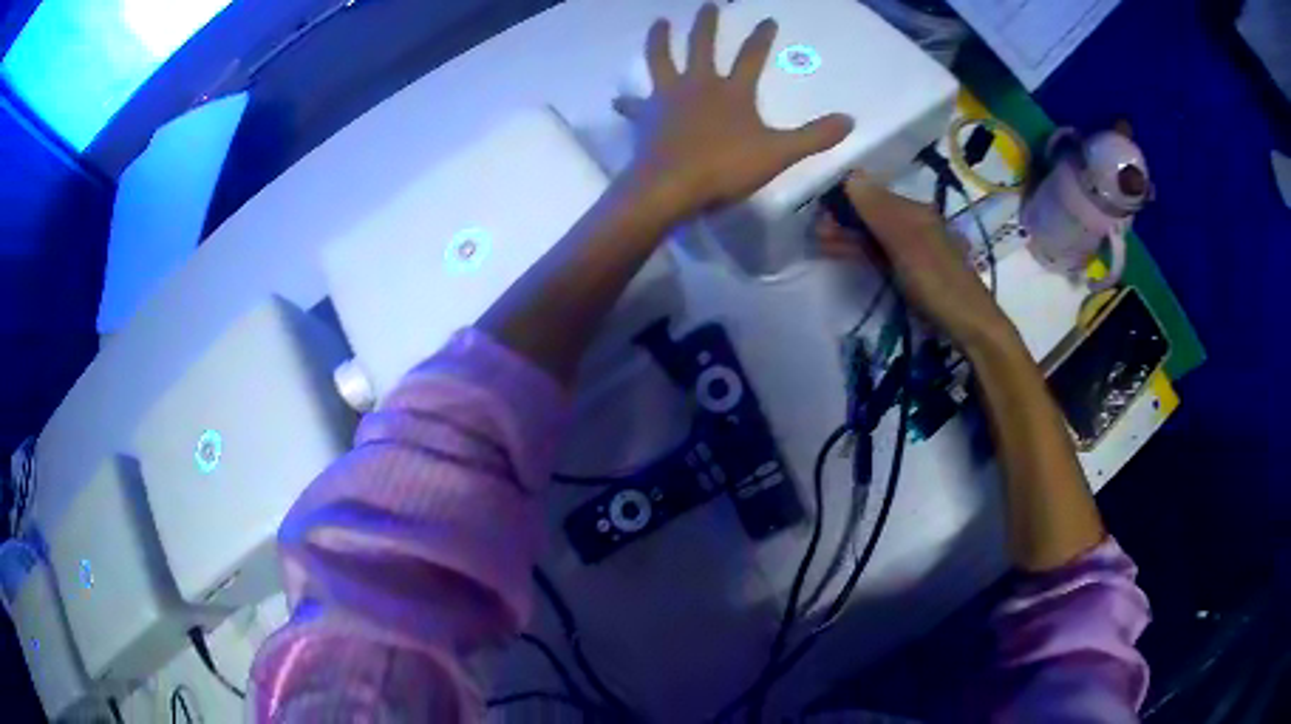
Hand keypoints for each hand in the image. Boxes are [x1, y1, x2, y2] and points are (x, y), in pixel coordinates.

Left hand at [614, 4, 853, 220]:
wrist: (671, 186)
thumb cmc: (726, 167)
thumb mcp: (778, 153)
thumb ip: (814, 137)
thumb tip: (849, 120)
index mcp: (732, 91)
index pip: (751, 56)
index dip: (761, 37)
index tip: (767, 19)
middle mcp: (698, 84)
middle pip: (702, 45)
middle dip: (707, 23)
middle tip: (707, 5)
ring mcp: (668, 98)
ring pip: (661, 60)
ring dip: (660, 39)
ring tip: (658, 23)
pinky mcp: (646, 116)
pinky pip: (635, 105)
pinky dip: (628, 102)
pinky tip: (618, 99)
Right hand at [824, 172, 1013, 349]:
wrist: (969, 327)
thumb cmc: (939, 283)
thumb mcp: (907, 244)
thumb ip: (879, 211)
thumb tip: (850, 174)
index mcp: (915, 211)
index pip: (872, 194)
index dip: (844, 198)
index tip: (817, 208)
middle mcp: (913, 223)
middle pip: (871, 214)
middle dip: (843, 219)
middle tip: (814, 231)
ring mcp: (911, 249)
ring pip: (873, 234)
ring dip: (847, 236)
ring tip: (819, 242)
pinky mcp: (909, 271)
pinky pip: (878, 253)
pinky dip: (859, 251)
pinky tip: (840, 252)